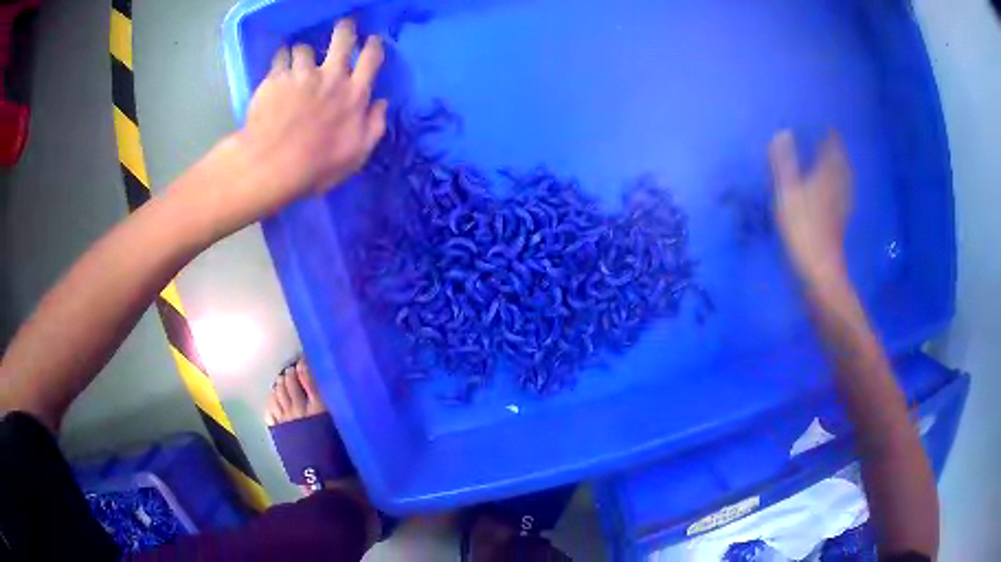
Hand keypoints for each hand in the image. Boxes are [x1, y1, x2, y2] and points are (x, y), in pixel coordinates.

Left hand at [228, 19, 387, 218]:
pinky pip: (280, 57)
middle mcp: (330, 76)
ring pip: (305, 48)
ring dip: (304, 53)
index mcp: (353, 94)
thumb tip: (381, 103)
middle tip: (343, 27)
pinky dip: (281, 59)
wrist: (271, 166)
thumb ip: (374, 126)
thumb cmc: (316, 167)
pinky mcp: (275, 79)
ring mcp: (301, 75)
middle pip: (342, 39)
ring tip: (298, 59)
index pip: (371, 58)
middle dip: (345, 29)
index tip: (372, 40)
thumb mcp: (356, 155)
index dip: (373, 45)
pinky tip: (278, 67)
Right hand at [768, 130, 852, 287]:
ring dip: (840, 170)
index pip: (832, 150)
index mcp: (826, 177)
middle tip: (832, 142)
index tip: (827, 126)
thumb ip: (784, 163)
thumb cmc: (802, 231)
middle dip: (837, 153)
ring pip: (844, 183)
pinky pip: (841, 199)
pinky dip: (839, 190)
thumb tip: (783, 132)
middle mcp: (837, 189)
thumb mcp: (786, 194)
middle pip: (841, 166)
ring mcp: (840, 209)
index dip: (831, 137)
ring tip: (835, 163)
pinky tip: (835, 195)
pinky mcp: (838, 226)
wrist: (818, 274)